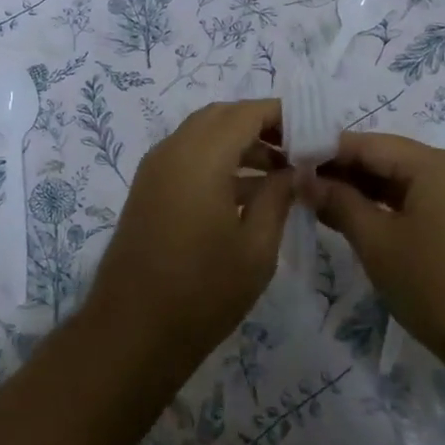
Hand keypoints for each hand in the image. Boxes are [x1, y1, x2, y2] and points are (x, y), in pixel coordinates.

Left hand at [83, 100, 293, 378]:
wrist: (132, 332)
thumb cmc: (202, 292)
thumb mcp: (256, 248)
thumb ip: (278, 197)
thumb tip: (294, 170)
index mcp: (200, 157)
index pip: (246, 113)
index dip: (281, 114)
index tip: (312, 130)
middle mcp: (173, 150)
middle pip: (221, 116)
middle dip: (259, 124)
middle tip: (296, 149)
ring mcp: (155, 169)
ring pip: (202, 134)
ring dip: (239, 142)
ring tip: (280, 172)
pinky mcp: (148, 189)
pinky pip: (187, 155)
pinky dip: (217, 159)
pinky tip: (246, 191)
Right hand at [302, 133, 444, 384]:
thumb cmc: (438, 288)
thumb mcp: (378, 244)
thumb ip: (338, 203)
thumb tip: (303, 179)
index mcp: (436, 164)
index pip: (368, 144)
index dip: (326, 151)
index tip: (288, 162)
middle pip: (388, 158)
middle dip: (343, 171)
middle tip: (298, 185)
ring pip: (404, 181)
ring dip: (364, 191)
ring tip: (320, 203)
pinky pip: (421, 201)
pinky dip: (389, 207)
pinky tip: (359, 221)